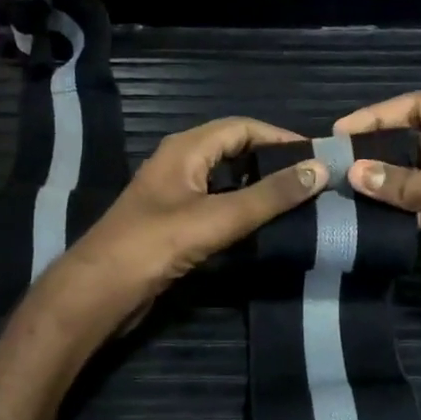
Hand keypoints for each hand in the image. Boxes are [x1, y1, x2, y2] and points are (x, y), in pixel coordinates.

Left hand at [47, 117, 328, 330]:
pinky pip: (216, 205)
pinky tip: (264, 227)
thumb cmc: (154, 245)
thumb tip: (320, 169)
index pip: (242, 127)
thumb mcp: (217, 218)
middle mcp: (179, 163)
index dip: (280, 137)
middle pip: (235, 150)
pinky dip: (242, 210)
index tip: (318, 157)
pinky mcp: (174, 224)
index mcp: (185, 149)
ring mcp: (175, 195)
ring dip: (259, 187)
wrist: (100, 292)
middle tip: (312, 180)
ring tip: (298, 202)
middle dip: (272, 161)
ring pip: (226, 180)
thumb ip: (269, 196)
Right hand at [334, 92, 420, 319]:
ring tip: (346, 192)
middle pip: (415, 138)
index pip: (419, 106)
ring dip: (388, 182)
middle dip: (379, 150)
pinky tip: (374, 217)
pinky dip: (403, 208)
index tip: (339, 134)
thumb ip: (410, 183)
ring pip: (418, 173)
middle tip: (336, 166)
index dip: (378, 116)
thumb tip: (353, 175)